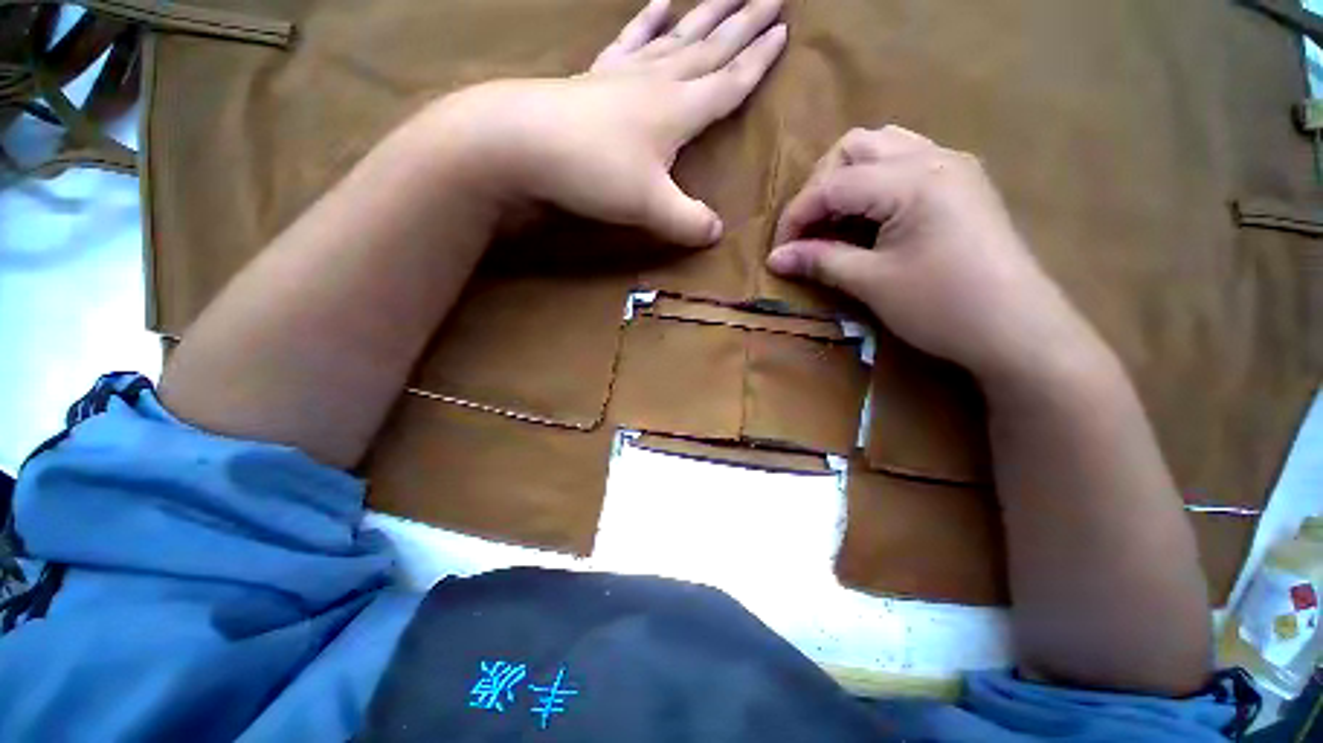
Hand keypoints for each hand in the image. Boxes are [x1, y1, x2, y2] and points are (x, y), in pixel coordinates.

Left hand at [423, 0, 786, 247]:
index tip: (784, 31)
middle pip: (710, 47)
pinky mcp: (597, 77)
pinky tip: (658, 4)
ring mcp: (625, 74)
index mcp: (679, 110)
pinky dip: (647, 21)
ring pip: (677, 38)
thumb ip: (688, 222)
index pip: (729, 82)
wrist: (521, 142)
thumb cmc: (593, 171)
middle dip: (743, 22)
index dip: (758, 61)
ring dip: (705, 14)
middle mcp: (658, 82)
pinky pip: (630, 41)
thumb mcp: (650, 207)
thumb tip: (716, 234)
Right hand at [767, 126, 1102, 382]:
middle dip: (820, 186)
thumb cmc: (942, 306)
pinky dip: (875, 182)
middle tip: (808, 230)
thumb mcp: (871, 283)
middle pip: (855, 147)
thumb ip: (820, 261)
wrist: (1018, 330)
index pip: (833, 184)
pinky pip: (906, 162)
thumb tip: (774, 258)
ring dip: (847, 178)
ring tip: (835, 219)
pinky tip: (870, 215)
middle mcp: (933, 157)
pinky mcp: (962, 183)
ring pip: (883, 147)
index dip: (797, 216)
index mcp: (912, 179)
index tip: (779, 250)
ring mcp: (952, 165)